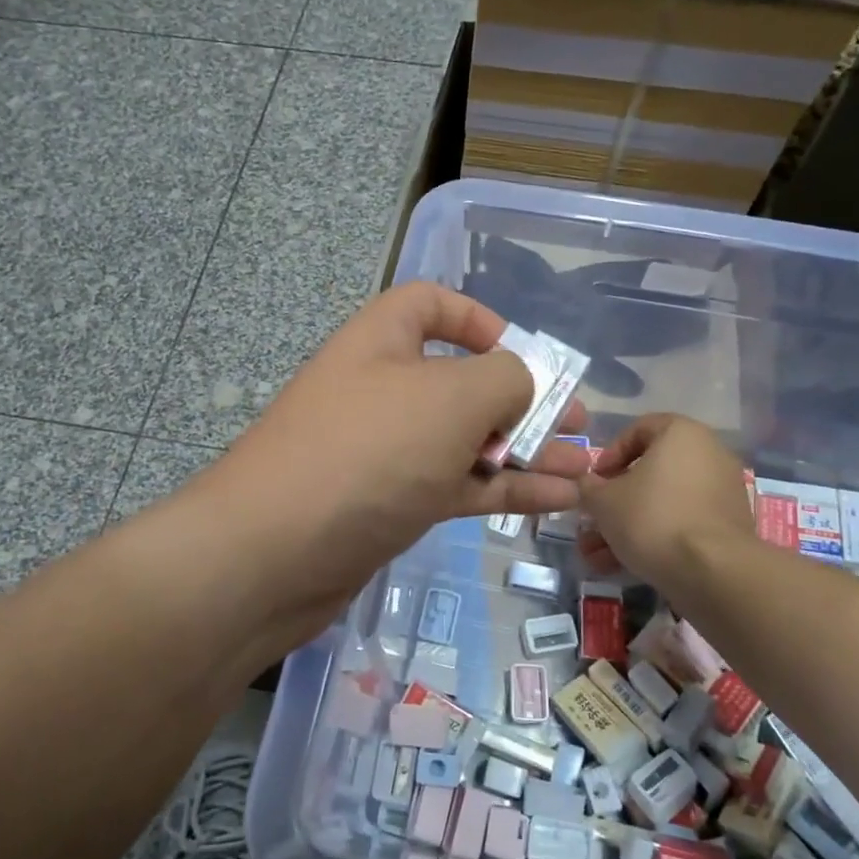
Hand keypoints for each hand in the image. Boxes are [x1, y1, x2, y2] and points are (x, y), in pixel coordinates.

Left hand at [189, 284, 589, 644]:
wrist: (274, 554)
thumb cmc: (368, 451)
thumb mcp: (451, 397)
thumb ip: (506, 378)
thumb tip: (522, 387)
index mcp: (383, 339)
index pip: (431, 304)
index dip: (478, 319)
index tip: (521, 352)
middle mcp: (383, 388)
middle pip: (462, 380)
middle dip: (523, 399)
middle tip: (578, 424)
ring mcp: (385, 450)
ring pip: (467, 440)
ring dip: (525, 451)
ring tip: (585, 467)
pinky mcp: (390, 504)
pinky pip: (458, 485)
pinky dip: (505, 489)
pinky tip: (558, 499)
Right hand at [578, 414, 754, 590]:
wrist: (713, 572)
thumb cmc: (652, 517)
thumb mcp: (602, 500)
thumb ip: (589, 487)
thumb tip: (589, 486)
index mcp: (682, 434)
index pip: (638, 429)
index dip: (609, 455)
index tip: (594, 481)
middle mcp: (708, 455)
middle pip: (649, 473)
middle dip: (614, 502)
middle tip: (591, 523)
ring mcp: (721, 493)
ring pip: (662, 504)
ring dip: (626, 527)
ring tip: (596, 557)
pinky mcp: (727, 528)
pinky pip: (681, 524)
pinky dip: (654, 539)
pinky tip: (622, 566)